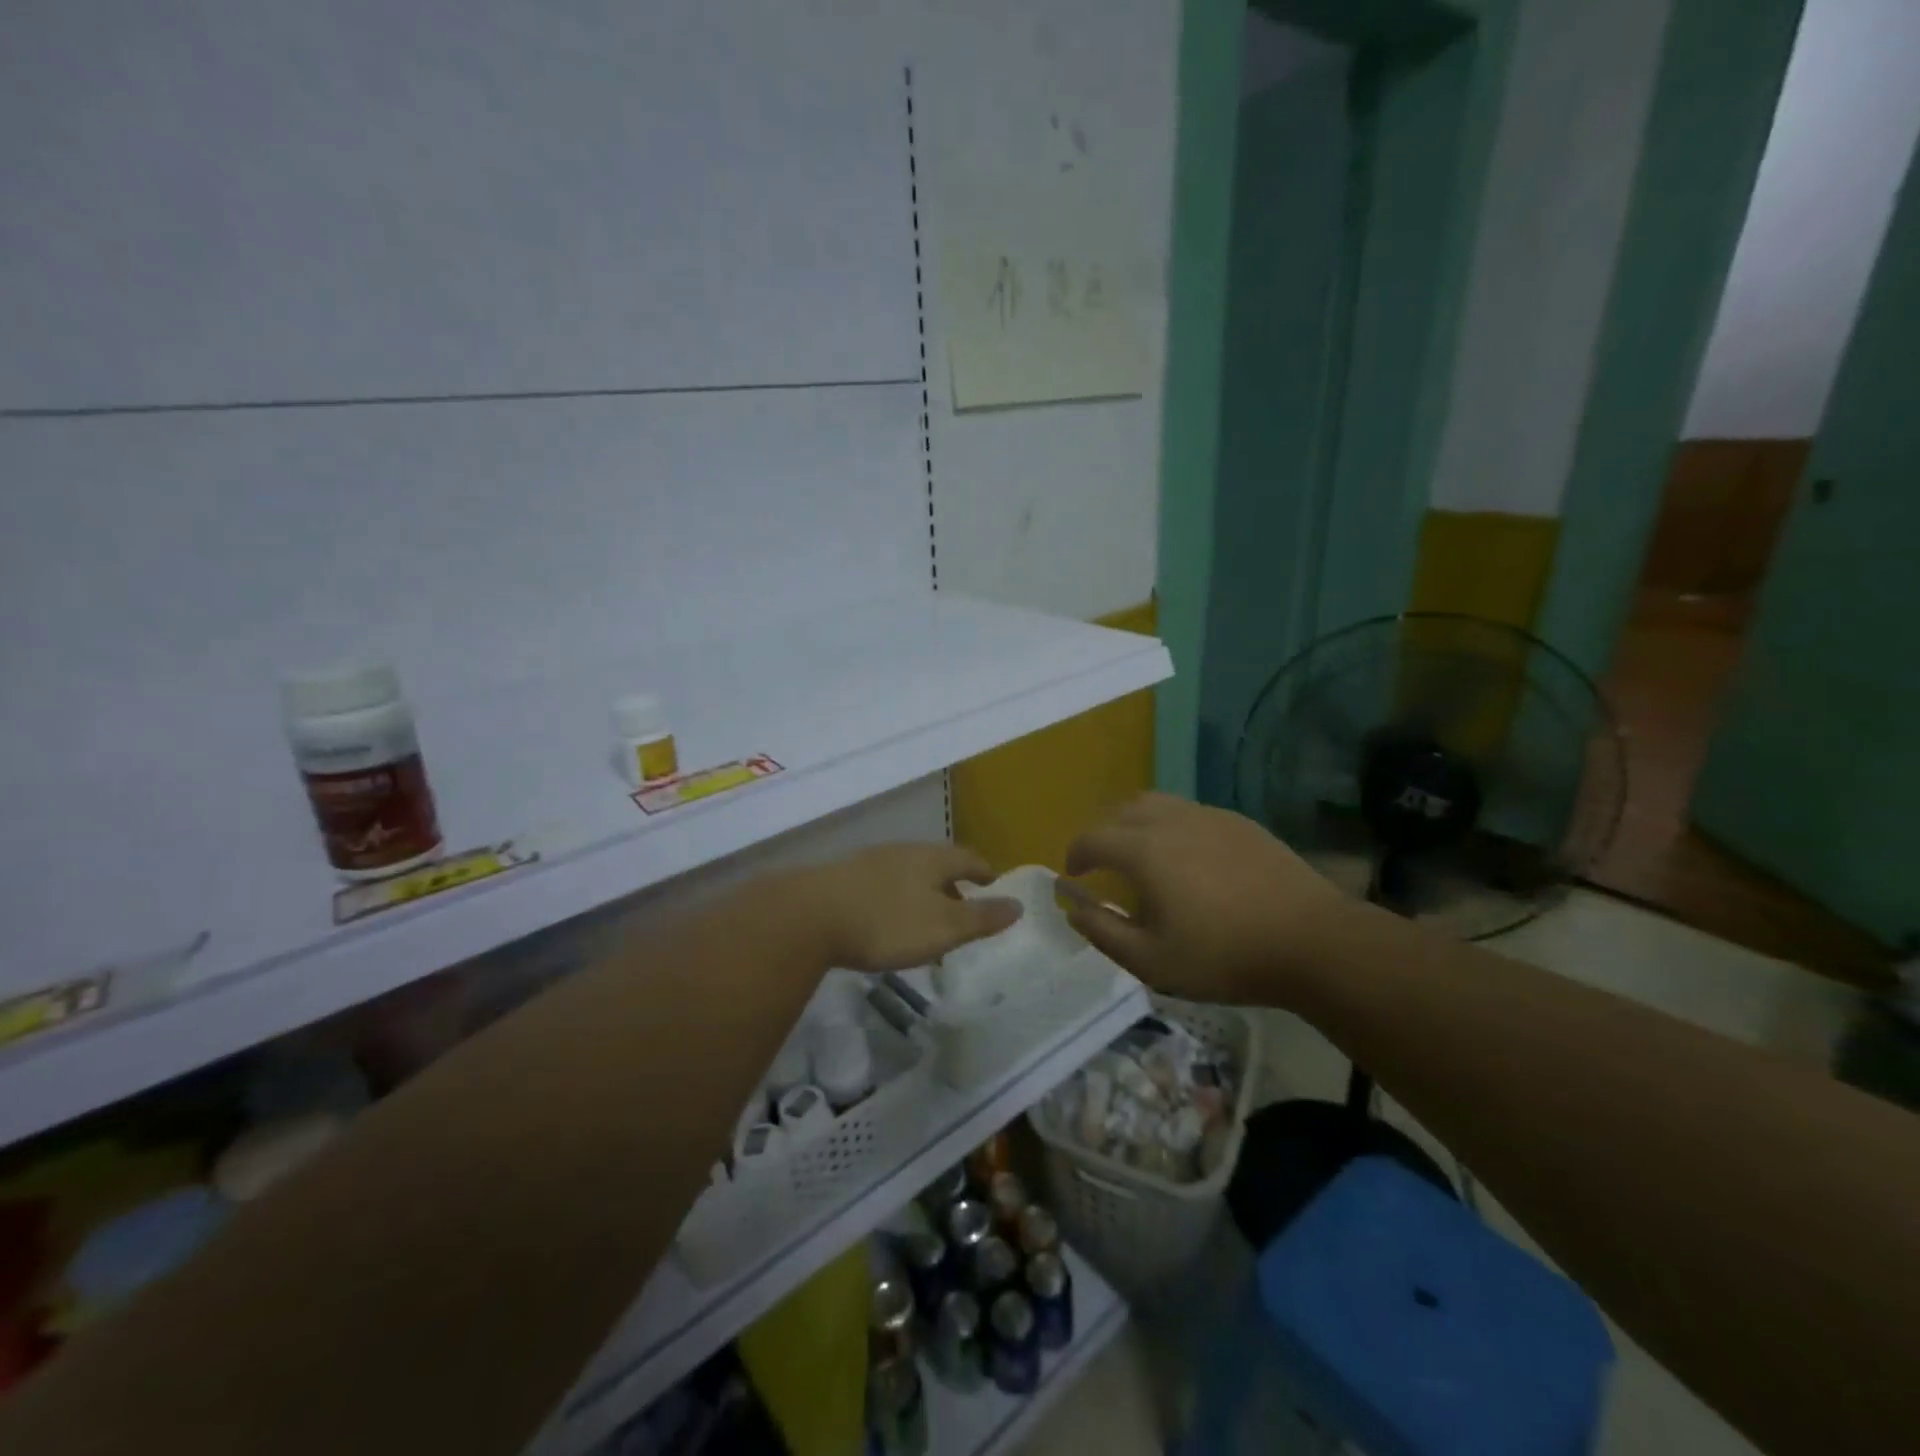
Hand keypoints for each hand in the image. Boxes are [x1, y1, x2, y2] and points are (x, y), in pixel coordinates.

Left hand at [786, 844, 1021, 972]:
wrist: (809, 915)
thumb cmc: (887, 922)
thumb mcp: (943, 927)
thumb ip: (981, 918)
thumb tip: (1018, 905)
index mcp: (932, 859)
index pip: (969, 858)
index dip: (984, 872)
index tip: (993, 885)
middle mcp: (904, 852)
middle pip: (937, 864)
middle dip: (953, 886)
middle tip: (963, 912)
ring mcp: (871, 862)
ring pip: (909, 875)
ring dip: (923, 896)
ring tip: (926, 923)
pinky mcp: (844, 878)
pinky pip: (883, 886)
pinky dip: (896, 902)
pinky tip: (886, 924)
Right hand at [1063, 793, 1338, 1003]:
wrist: (1312, 941)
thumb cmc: (1225, 956)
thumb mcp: (1152, 962)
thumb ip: (1104, 933)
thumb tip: (1074, 911)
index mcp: (1144, 850)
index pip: (1092, 838)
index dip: (1076, 855)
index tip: (1073, 875)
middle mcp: (1171, 820)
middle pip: (1121, 811)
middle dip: (1102, 833)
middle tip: (1101, 862)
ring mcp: (1208, 816)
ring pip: (1156, 803)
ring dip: (1134, 823)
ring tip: (1138, 852)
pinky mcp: (1239, 822)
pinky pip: (1189, 811)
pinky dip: (1170, 824)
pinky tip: (1186, 855)